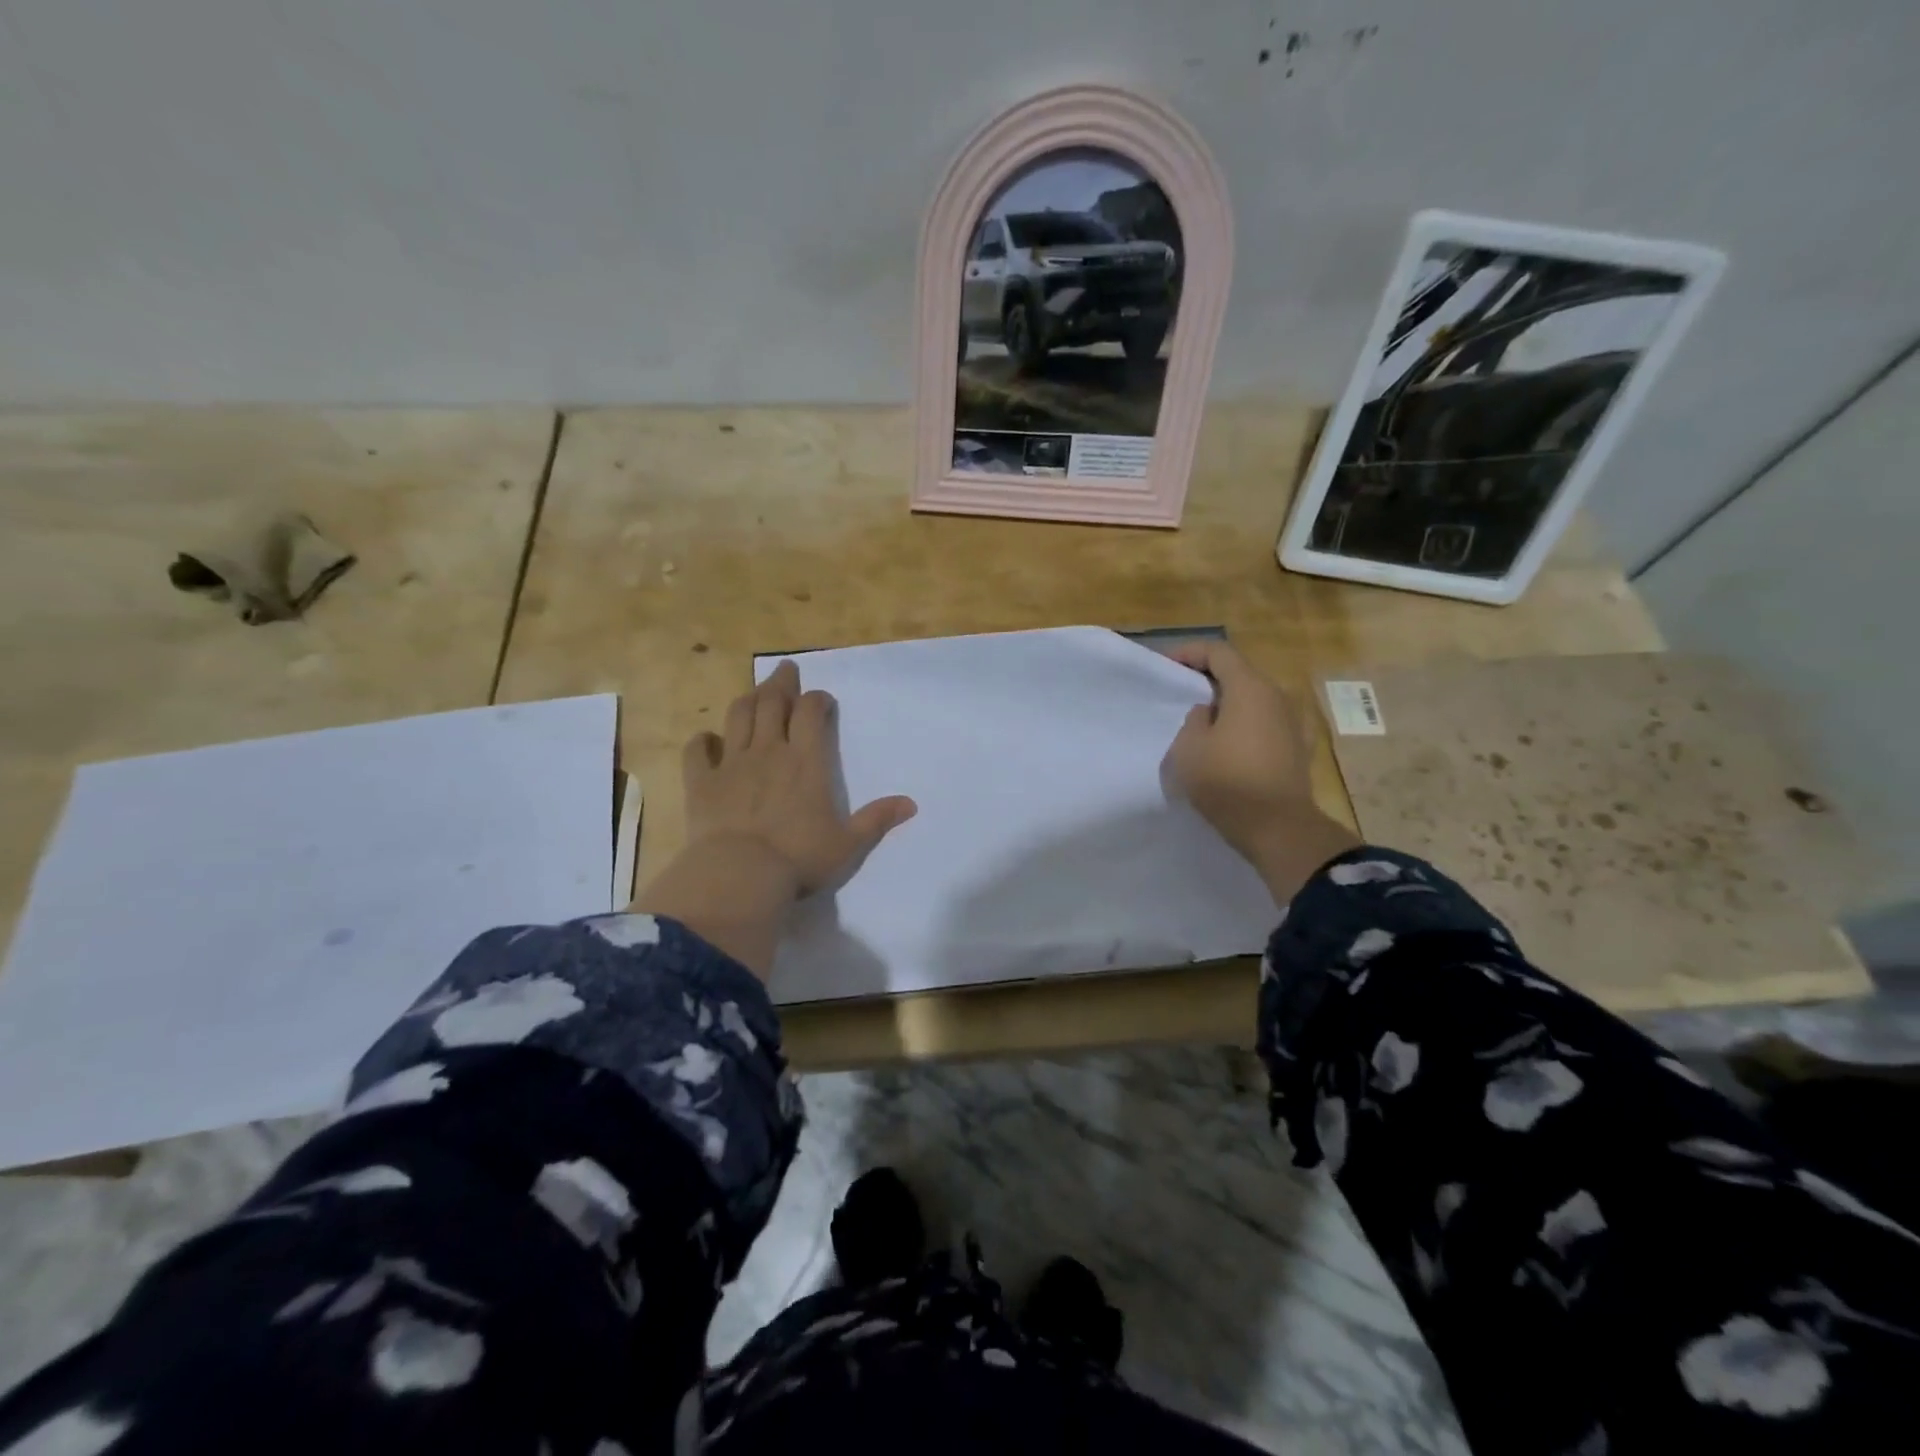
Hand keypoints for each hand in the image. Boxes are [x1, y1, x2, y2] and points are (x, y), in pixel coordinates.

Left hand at [634, 661, 916, 975]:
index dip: (817, 699)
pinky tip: (708, 739)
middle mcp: (769, 751)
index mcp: (806, 761)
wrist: (739, 876)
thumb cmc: (799, 859)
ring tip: (754, 693)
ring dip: (748, 700)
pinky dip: (703, 740)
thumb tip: (911, 804)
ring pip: (738, 717)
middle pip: (773, 702)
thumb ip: (877, 820)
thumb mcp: (848, 844)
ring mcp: (731, 764)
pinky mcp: (701, 782)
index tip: (822, 699)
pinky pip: (698, 750)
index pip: (812, 712)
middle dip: (781, 683)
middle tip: (785, 670)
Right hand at [1163, 641, 1357, 903]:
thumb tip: (1209, 713)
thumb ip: (1194, 720)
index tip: (1166, 666)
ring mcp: (1292, 722)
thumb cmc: (1227, 782)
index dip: (1189, 653)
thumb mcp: (1189, 748)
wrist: (1278, 828)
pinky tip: (1231, 744)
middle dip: (1208, 678)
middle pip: (1239, 673)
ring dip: (1228, 704)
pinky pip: (1266, 723)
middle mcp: (1277, 697)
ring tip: (1202, 722)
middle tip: (1181, 694)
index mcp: (1249, 688)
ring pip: (1254, 699)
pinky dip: (1245, 725)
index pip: (1218, 652)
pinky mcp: (1298, 748)